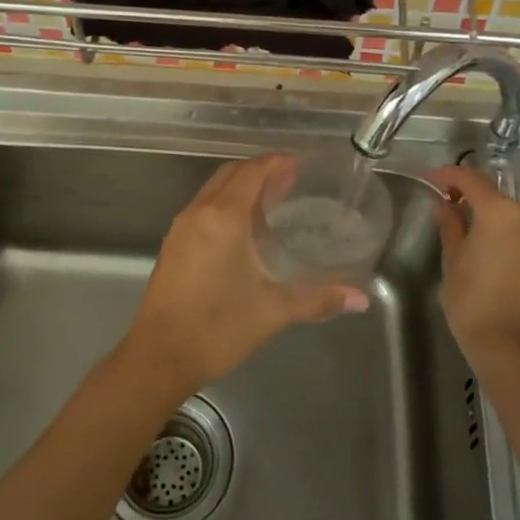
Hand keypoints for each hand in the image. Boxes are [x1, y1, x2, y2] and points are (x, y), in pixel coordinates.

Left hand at [125, 156, 370, 396]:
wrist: (159, 357)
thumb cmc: (217, 328)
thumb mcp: (273, 310)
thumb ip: (317, 298)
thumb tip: (360, 298)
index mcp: (223, 218)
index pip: (251, 172)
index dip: (275, 162)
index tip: (299, 163)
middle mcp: (199, 212)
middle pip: (231, 174)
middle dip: (259, 170)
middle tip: (290, 179)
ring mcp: (182, 228)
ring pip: (213, 190)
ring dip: (240, 186)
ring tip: (271, 200)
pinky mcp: (173, 245)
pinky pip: (203, 207)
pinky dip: (225, 203)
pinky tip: (243, 228)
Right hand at [430, 165, 519, 363]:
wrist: (510, 345)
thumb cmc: (472, 300)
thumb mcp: (452, 259)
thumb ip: (450, 225)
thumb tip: (447, 206)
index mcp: (500, 212)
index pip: (471, 180)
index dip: (449, 175)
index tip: (432, 178)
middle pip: (494, 194)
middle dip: (471, 195)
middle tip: (447, 204)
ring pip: (511, 214)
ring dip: (490, 214)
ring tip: (468, 228)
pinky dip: (506, 232)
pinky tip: (490, 247)